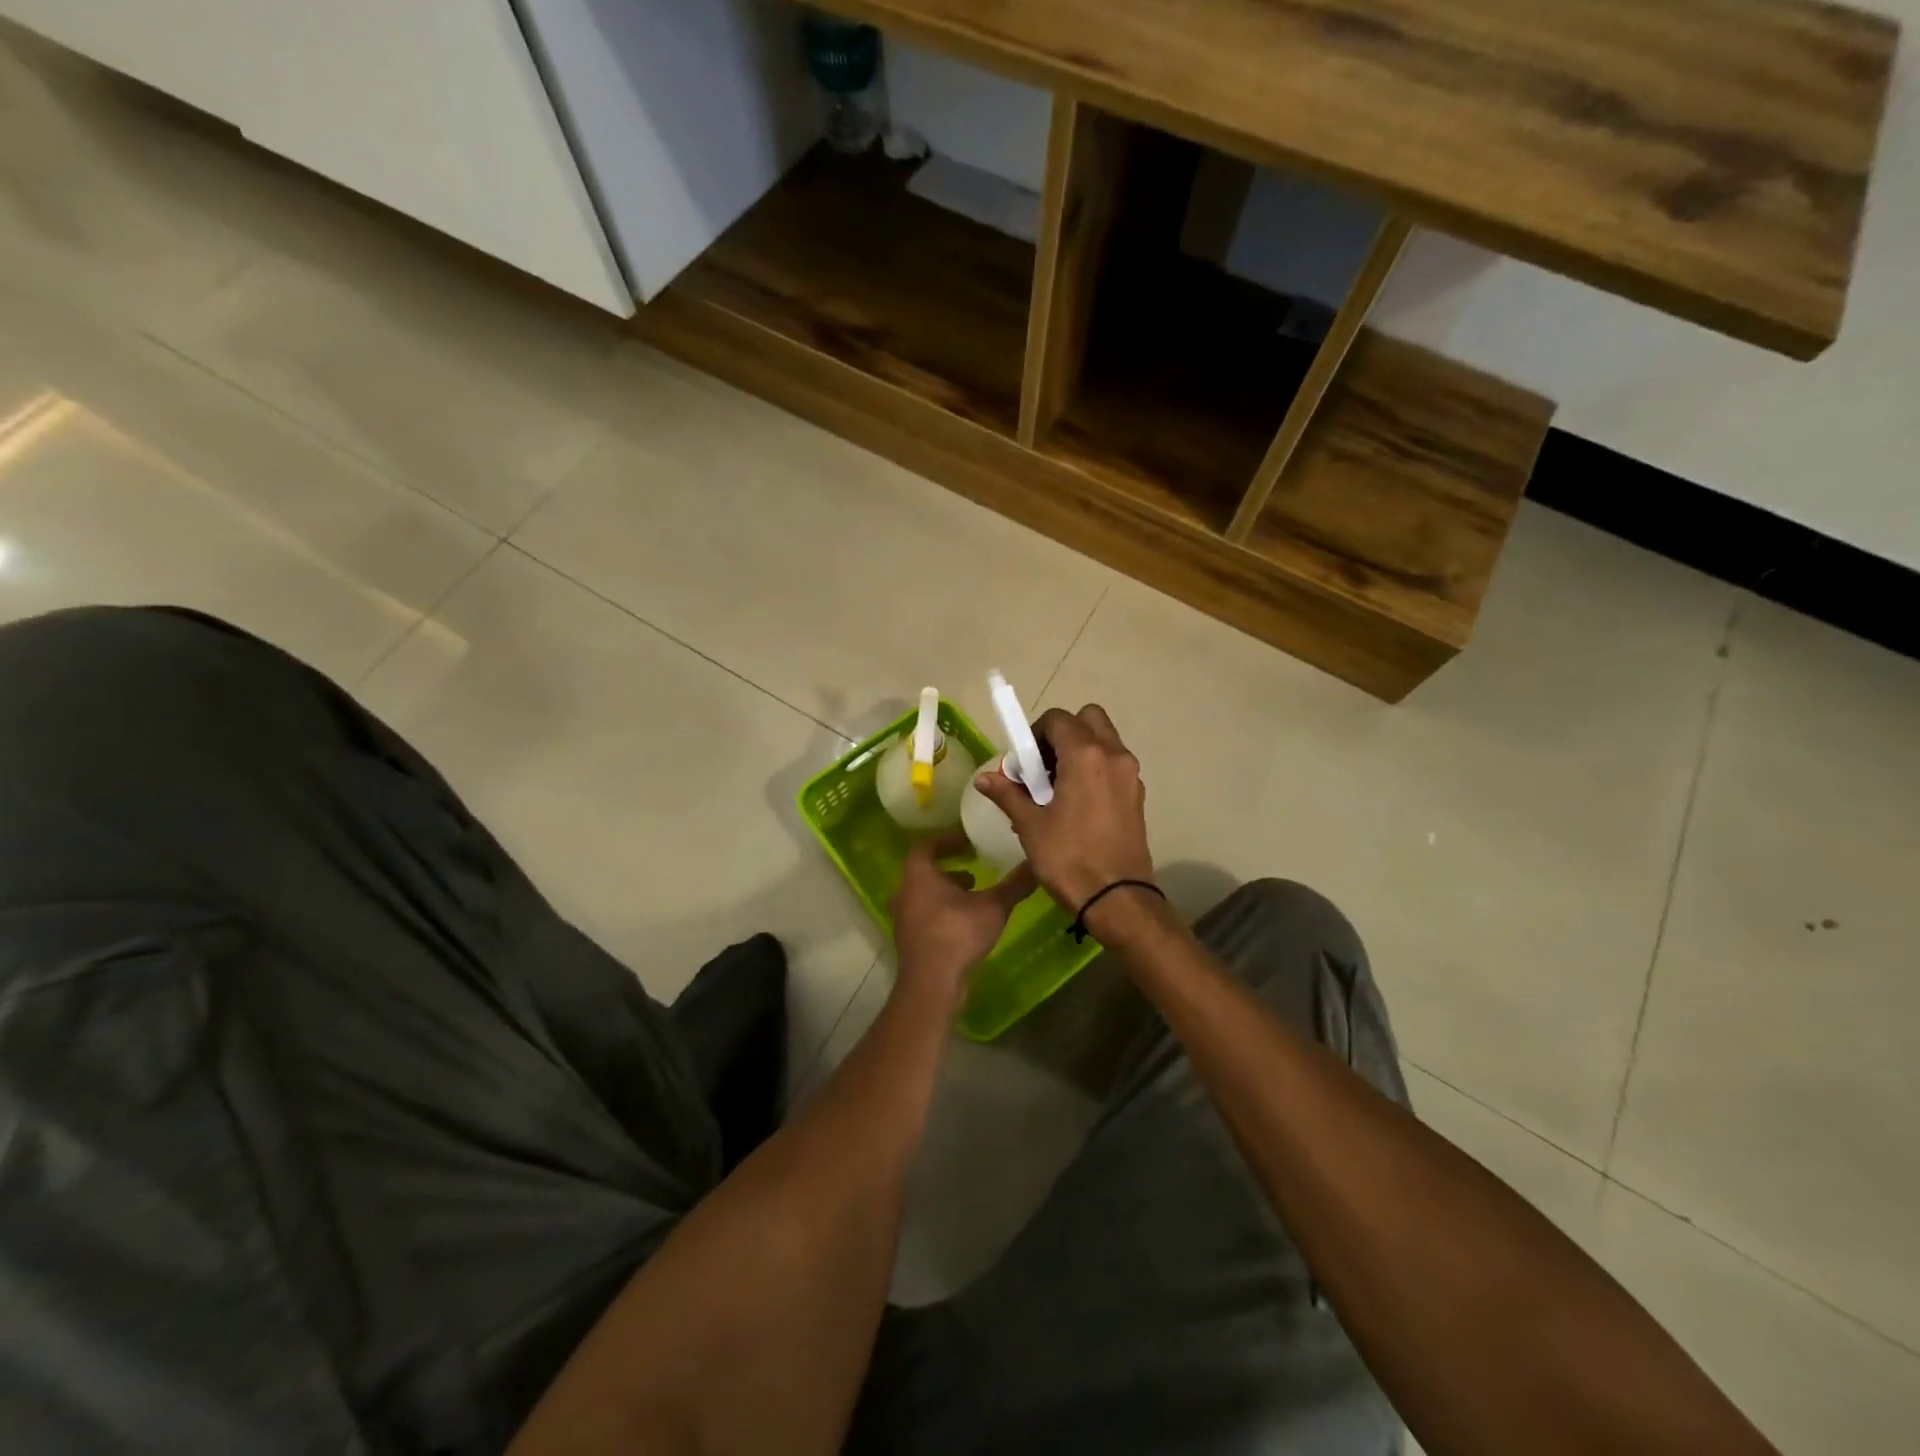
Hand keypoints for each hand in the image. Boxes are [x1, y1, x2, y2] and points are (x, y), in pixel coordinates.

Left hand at [889, 831, 1035, 1008]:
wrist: (932, 983)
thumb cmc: (958, 934)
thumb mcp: (993, 906)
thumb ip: (1014, 884)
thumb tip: (1036, 863)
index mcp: (918, 874)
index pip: (927, 845)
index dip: (948, 840)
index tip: (969, 841)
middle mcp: (904, 891)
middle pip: (924, 870)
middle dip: (949, 868)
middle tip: (973, 868)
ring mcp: (903, 917)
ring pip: (924, 894)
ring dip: (946, 891)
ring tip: (973, 894)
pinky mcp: (909, 939)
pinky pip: (924, 914)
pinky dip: (942, 910)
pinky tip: (965, 921)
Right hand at [972, 704, 1154, 917]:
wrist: (1117, 898)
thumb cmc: (1069, 858)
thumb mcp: (1031, 825)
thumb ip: (1008, 794)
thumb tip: (984, 778)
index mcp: (1085, 755)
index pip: (1058, 719)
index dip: (1035, 733)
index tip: (1024, 761)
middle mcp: (1114, 755)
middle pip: (1088, 719)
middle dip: (1064, 733)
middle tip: (1044, 765)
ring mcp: (1130, 775)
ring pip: (1105, 741)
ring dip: (1080, 751)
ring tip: (1058, 788)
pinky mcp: (1137, 795)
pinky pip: (1114, 765)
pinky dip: (1095, 769)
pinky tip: (1078, 804)